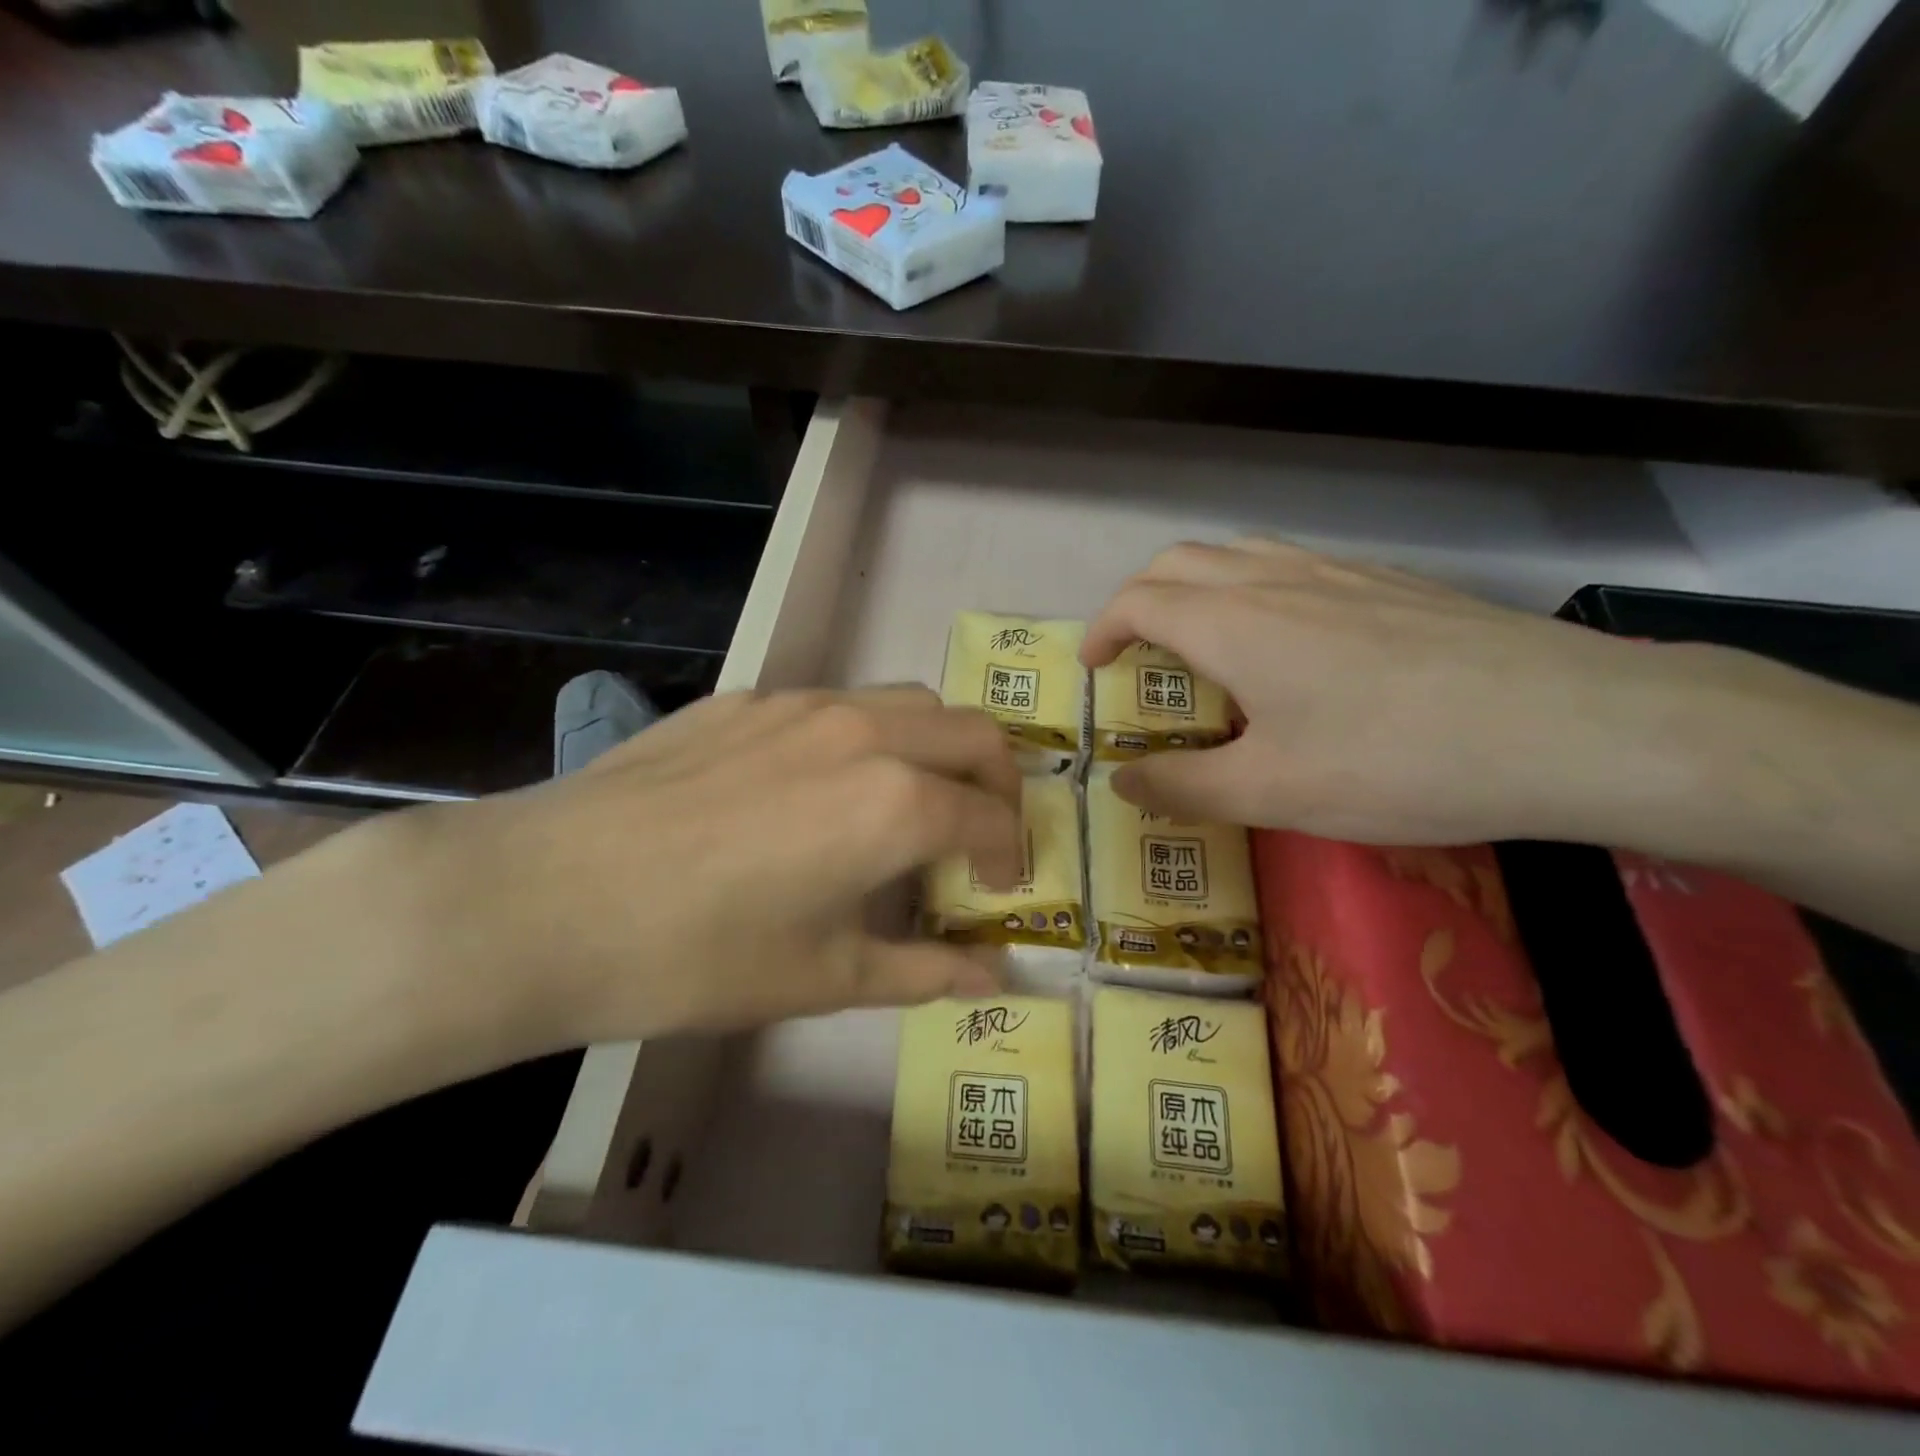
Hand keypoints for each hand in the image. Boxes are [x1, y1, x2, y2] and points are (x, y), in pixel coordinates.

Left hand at [420, 686, 1022, 1048]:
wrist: (545, 899)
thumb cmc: (696, 956)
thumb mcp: (823, 977)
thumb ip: (924, 971)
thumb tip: (995, 981)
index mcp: (895, 802)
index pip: (990, 816)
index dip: (1010, 856)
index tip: (999, 891)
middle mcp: (864, 732)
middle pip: (972, 733)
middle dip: (998, 783)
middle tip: (980, 834)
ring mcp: (802, 704)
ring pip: (909, 703)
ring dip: (936, 748)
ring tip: (911, 803)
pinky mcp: (747, 698)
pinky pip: (837, 704)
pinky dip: (867, 738)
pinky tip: (818, 788)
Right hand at [1079, 539, 1733, 846]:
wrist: (1569, 726)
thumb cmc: (1395, 762)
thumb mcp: (1272, 792)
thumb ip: (1183, 786)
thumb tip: (1120, 781)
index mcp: (1232, 623)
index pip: (1139, 602)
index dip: (1104, 631)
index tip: (1094, 670)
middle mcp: (1275, 580)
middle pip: (1181, 563)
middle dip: (1140, 600)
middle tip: (1136, 653)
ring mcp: (1339, 573)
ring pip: (1239, 554)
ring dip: (1198, 588)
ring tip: (1203, 643)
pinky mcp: (1391, 584)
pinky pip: (1294, 567)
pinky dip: (1255, 591)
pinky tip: (1292, 646)